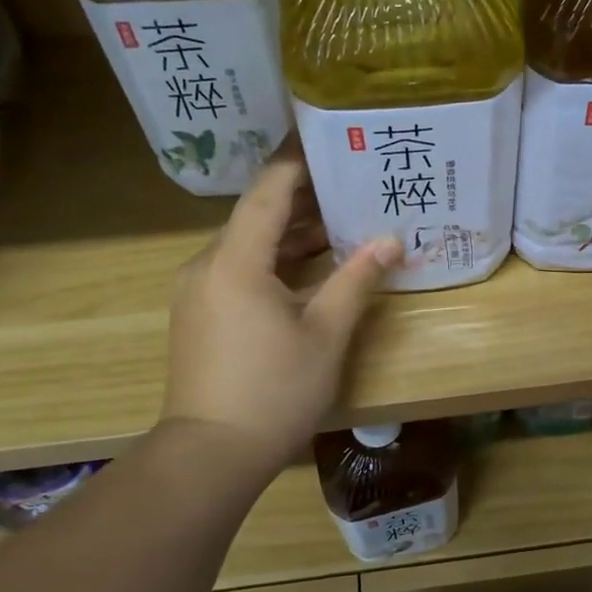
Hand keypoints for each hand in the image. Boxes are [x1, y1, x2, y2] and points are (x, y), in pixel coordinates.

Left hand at [163, 159, 401, 469]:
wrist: (211, 454)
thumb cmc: (274, 391)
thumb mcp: (326, 333)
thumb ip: (357, 280)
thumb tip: (392, 240)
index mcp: (235, 261)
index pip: (269, 190)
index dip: (299, 160)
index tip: (330, 138)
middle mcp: (208, 264)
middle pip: (257, 214)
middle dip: (304, 196)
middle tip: (351, 179)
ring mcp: (199, 290)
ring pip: (249, 244)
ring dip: (292, 232)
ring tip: (342, 218)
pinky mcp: (200, 313)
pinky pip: (240, 269)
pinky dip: (275, 260)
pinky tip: (311, 265)